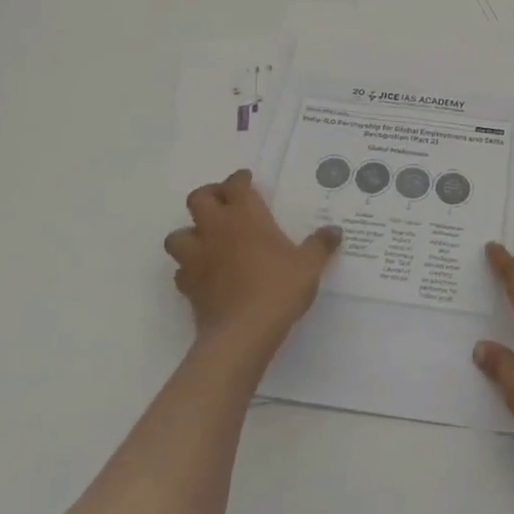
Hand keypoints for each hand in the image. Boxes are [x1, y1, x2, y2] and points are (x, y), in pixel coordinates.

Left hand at [165, 170, 339, 359]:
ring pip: (178, 234)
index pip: (235, 184)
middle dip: (209, 196)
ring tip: (207, 241)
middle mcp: (216, 229)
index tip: (247, 181)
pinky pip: (181, 270)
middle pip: (198, 199)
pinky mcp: (187, 286)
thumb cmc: (278, 288)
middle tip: (225, 204)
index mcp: (245, 216)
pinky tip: (206, 275)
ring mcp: (197, 257)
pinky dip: (190, 269)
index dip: (240, 179)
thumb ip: (320, 245)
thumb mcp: (309, 265)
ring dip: (190, 234)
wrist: (243, 333)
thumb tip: (335, 231)